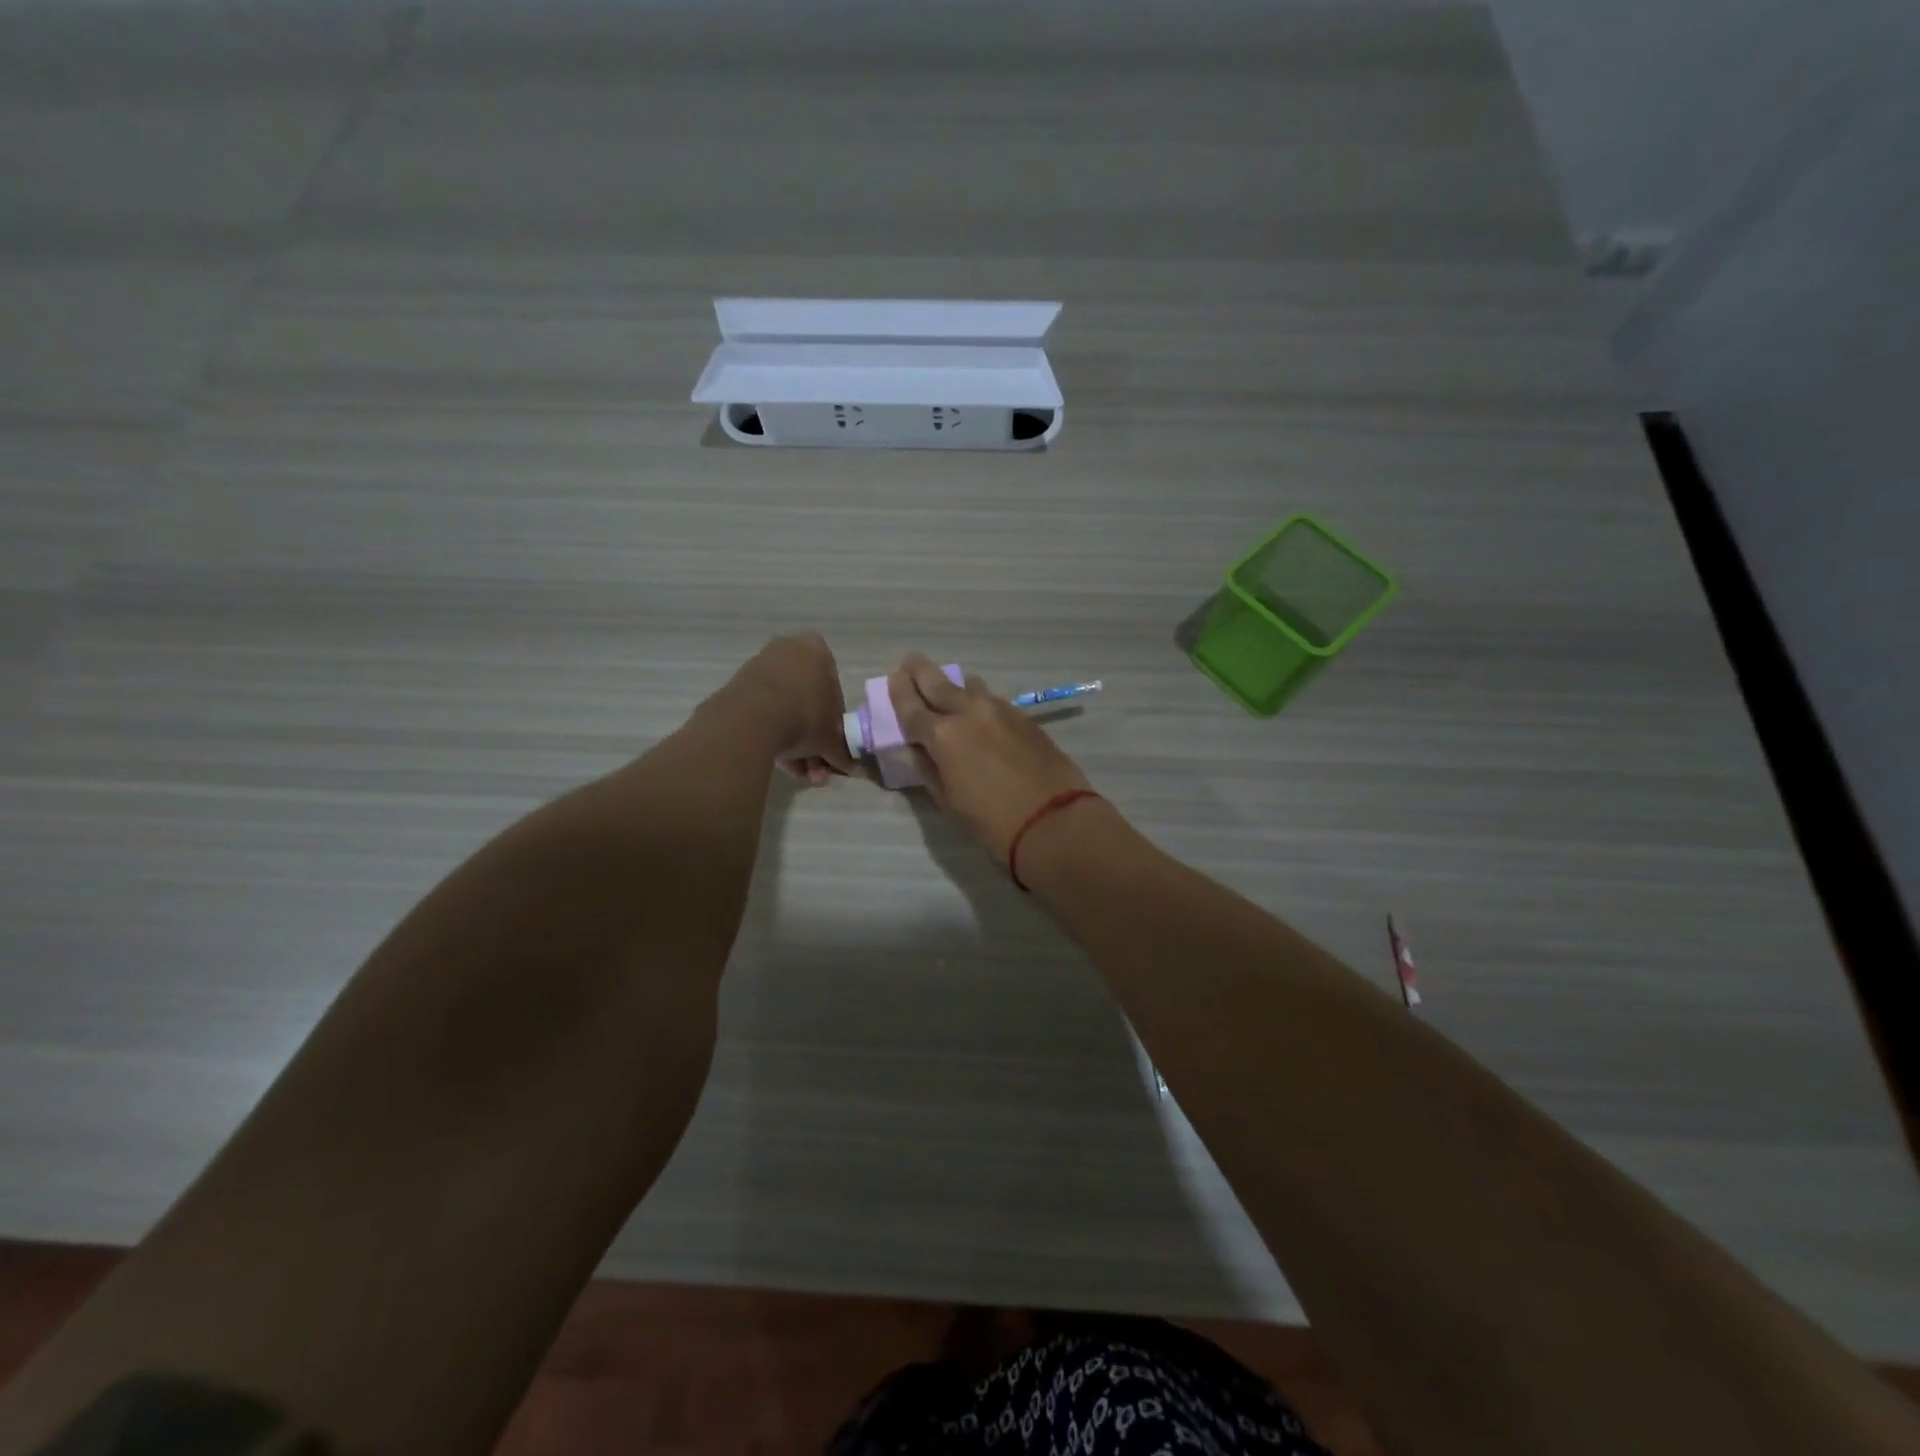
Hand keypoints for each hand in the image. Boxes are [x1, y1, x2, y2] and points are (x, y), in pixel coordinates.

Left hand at [727, 632, 856, 786]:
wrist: (750, 720)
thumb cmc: (804, 717)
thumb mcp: (831, 738)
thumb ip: (843, 751)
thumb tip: (853, 768)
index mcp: (818, 651)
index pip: (835, 690)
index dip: (835, 724)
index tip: (832, 746)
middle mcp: (789, 650)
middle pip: (807, 701)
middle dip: (812, 738)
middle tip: (815, 765)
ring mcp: (760, 666)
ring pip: (785, 709)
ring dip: (794, 742)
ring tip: (798, 772)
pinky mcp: (738, 685)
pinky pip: (763, 712)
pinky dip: (772, 734)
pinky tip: (779, 762)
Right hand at [887, 652, 1092, 863]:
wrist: (1054, 821)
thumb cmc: (993, 822)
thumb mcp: (949, 802)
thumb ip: (928, 770)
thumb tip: (915, 750)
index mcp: (943, 736)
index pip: (912, 707)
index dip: (899, 692)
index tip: (892, 677)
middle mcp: (969, 713)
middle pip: (939, 684)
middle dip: (921, 671)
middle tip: (910, 661)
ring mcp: (1000, 711)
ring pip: (970, 687)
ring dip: (954, 683)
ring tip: (947, 683)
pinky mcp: (1024, 718)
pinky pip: (993, 700)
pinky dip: (979, 699)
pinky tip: (979, 706)